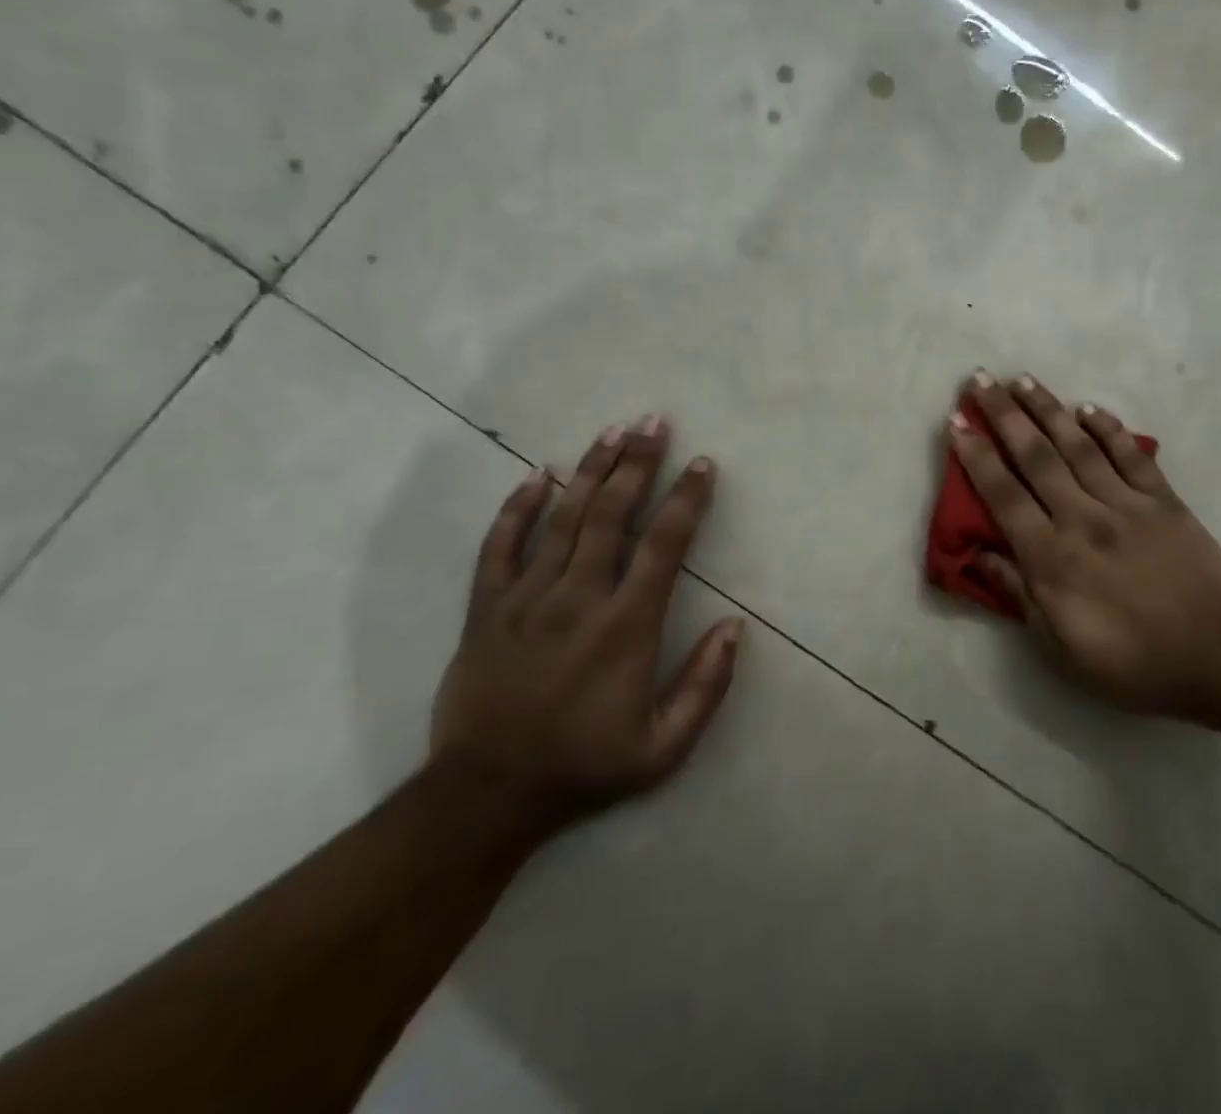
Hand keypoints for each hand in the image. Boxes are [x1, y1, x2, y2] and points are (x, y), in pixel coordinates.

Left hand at [431, 416, 743, 834]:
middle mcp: (578, 598)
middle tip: (654, 423)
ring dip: (591, 470)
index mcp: (625, 626)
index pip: (663, 545)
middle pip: (611, 514)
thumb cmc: (584, 766)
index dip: (686, 499)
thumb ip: (706, 686)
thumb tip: (736, 626)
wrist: (485, 796)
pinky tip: (537, 474)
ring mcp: (526, 599)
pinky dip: (518, 507)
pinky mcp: (485, 608)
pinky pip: (499, 546)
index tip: (703, 464)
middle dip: (638, 463)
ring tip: (613, 431)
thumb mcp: (664, 748)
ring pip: (562, 518)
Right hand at [947, 373, 1220, 719]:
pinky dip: (1108, 428)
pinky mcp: (1164, 501)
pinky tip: (1087, 408)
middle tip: (980, 379)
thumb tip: (979, 555)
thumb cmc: (1130, 662)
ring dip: (1048, 409)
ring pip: (1078, 445)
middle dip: (1003, 414)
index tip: (956, 422)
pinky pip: (1131, 455)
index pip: (1002, 494)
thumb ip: (1018, 594)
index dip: (975, 456)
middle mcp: (1082, 518)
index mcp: (1051, 557)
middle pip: (1035, 456)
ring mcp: (1126, 504)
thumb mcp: (1059, 646)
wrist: (1218, 657)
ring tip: (1022, 380)